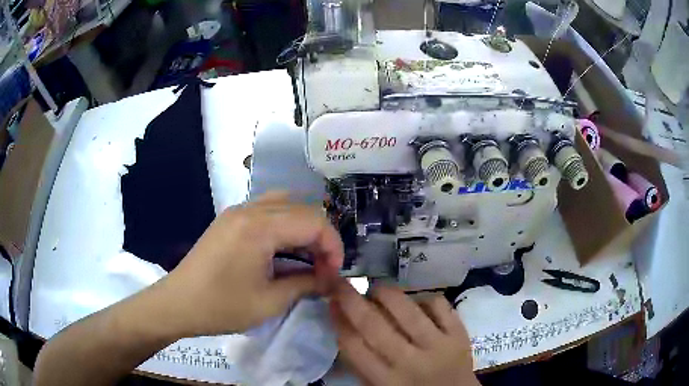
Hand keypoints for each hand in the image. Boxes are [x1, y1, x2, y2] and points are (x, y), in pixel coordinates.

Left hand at [155, 192, 343, 336]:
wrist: (178, 303)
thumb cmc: (221, 306)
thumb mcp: (269, 302)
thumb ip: (306, 284)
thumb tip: (330, 280)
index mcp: (260, 227)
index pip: (314, 222)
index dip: (333, 246)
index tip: (334, 274)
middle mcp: (249, 209)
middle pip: (302, 209)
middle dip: (321, 237)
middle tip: (323, 268)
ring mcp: (237, 211)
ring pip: (285, 204)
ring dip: (303, 228)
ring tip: (307, 257)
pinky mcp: (230, 219)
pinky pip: (267, 210)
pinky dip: (285, 226)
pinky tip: (284, 250)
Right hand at [331, 282, 479, 385]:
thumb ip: (360, 362)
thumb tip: (343, 321)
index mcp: (386, 381)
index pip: (353, 346)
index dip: (338, 320)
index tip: (330, 302)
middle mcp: (410, 362)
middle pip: (374, 325)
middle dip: (352, 299)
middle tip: (341, 283)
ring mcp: (438, 346)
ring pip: (407, 310)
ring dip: (385, 293)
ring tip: (376, 289)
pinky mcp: (459, 334)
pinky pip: (438, 304)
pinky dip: (422, 297)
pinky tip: (414, 300)